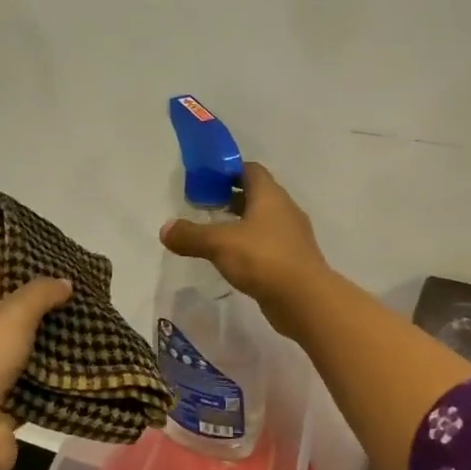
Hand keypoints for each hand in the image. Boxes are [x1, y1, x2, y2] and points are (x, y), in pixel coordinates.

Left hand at [0, 273, 72, 469]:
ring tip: (82, 335)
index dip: (5, 278)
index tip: (42, 282)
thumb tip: (64, 282)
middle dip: (34, 314)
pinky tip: (76, 370)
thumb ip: (39, 294)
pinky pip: (27, 389)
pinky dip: (48, 383)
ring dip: (45, 349)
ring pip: (16, 356)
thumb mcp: (10, 317)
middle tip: (72, 306)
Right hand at [159, 162, 328, 331]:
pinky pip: (268, 244)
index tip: (206, 180)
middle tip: (205, 206)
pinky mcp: (294, 260)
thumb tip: (165, 229)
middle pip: (257, 194)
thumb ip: (190, 235)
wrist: (305, 299)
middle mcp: (284, 209)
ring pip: (263, 221)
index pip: (250, 170)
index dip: (228, 171)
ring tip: (215, 234)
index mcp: (270, 195)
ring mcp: (292, 236)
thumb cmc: (262, 258)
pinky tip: (234, 259)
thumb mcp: (219, 243)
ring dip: (242, 223)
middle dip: (231, 197)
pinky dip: (251, 245)